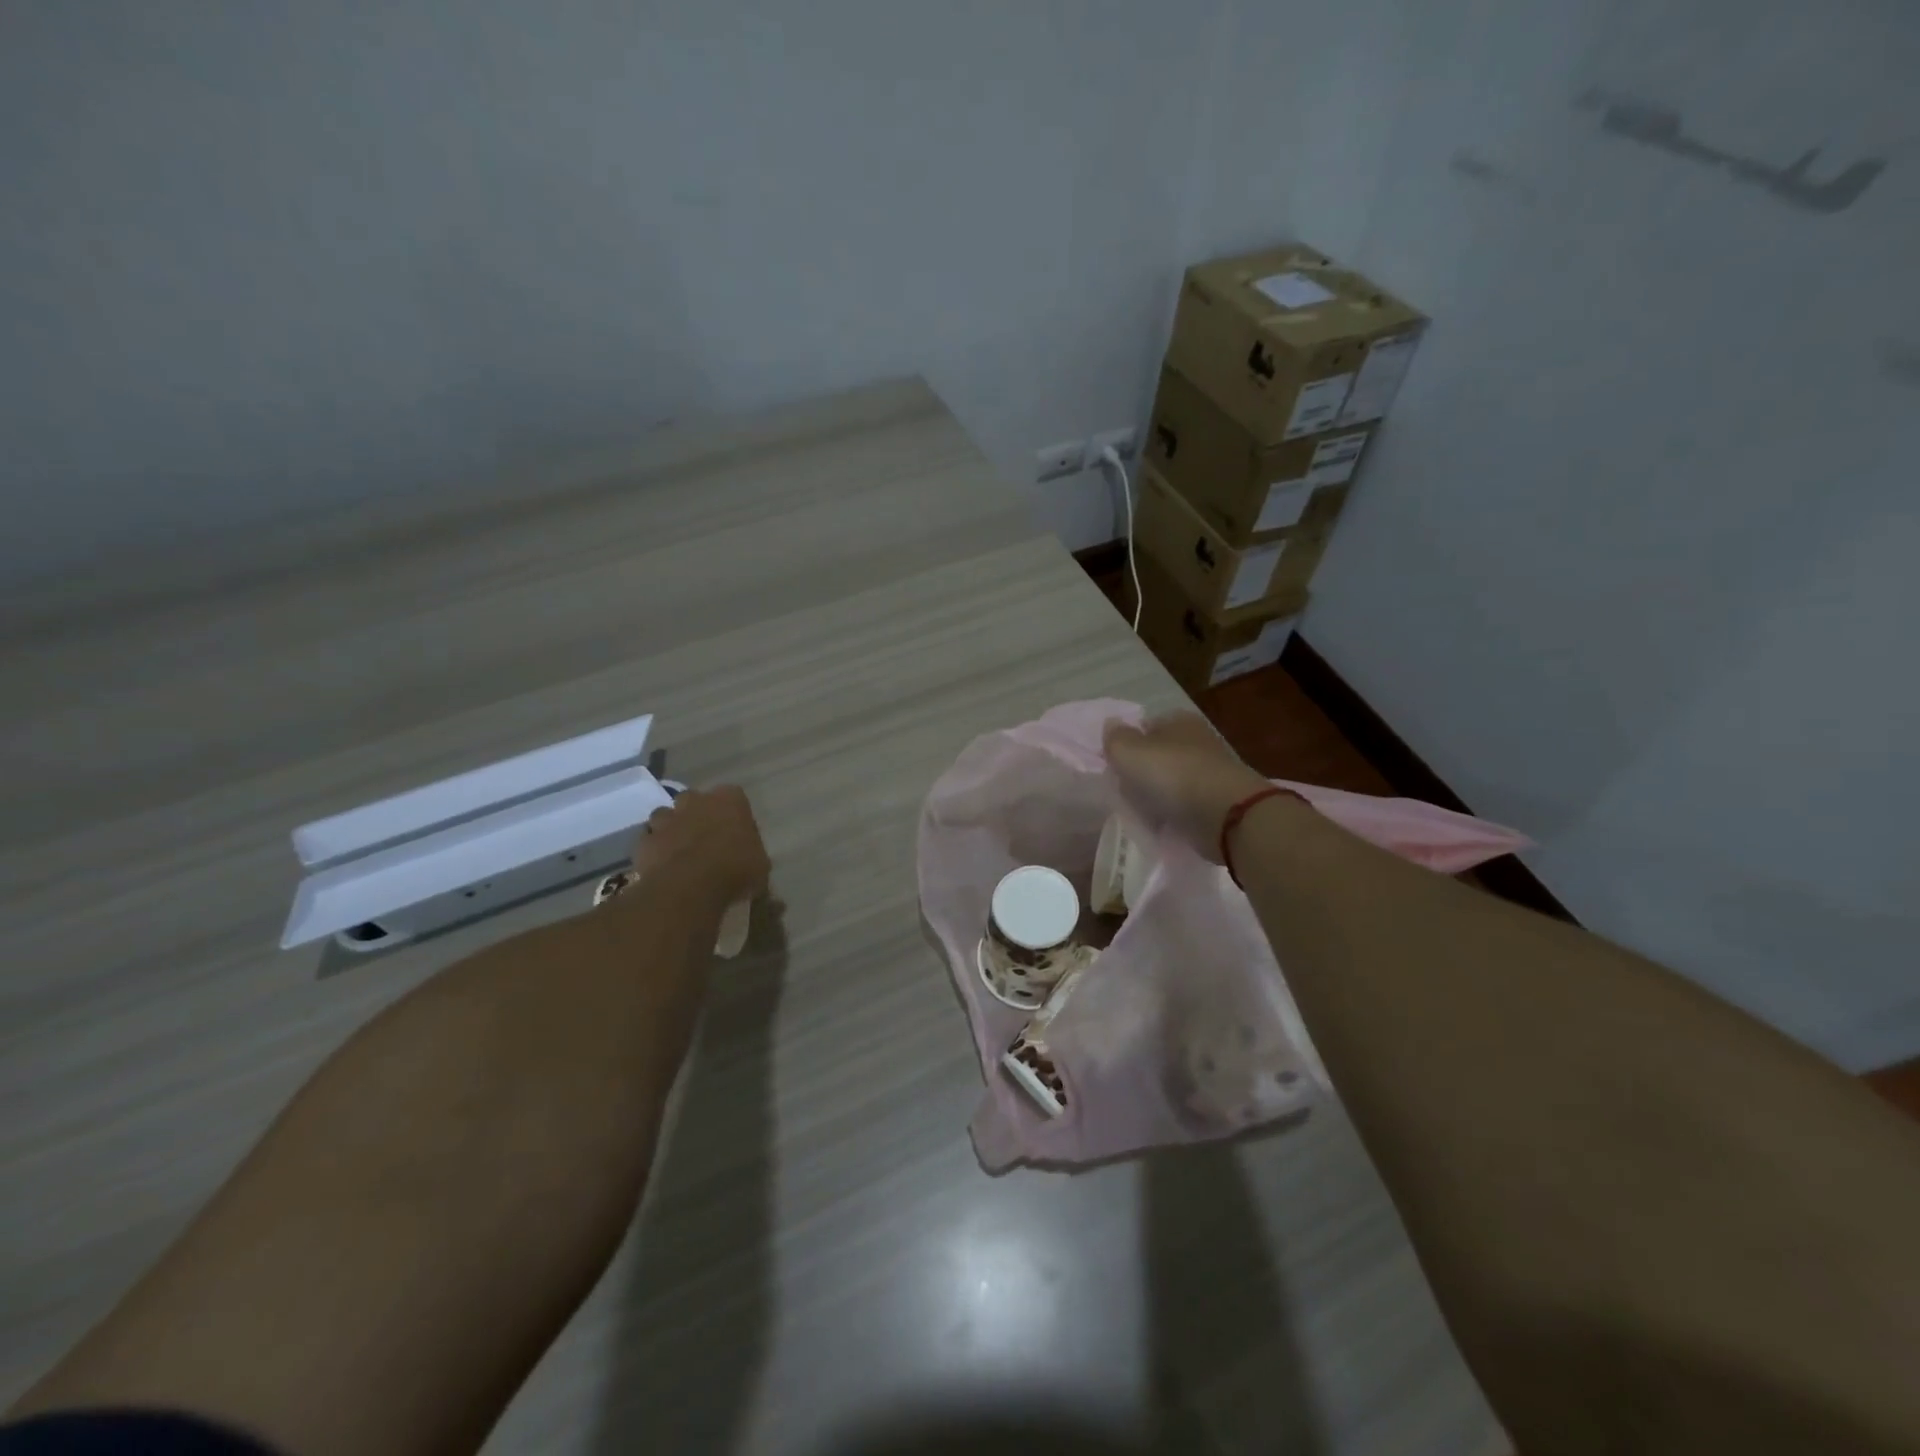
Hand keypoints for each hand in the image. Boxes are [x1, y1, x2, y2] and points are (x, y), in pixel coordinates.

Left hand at [631, 785, 770, 906]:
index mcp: (730, 800)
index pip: (734, 796)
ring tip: (679, 850)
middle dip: (697, 813)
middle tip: (705, 837)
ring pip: (666, 815)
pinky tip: (662, 864)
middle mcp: (696, 801)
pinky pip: (649, 839)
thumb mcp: (760, 864)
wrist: (690, 887)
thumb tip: (749, 858)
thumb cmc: (735, 870)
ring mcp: (667, 819)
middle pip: (694, 799)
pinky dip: (654, 848)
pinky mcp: (646, 840)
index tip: (736, 832)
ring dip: (671, 828)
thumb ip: (752, 852)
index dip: (733, 814)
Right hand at [1103, 713, 1271, 863]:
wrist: (1225, 815)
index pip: (1146, 726)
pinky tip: (1162, 825)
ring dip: (1156, 796)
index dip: (1128, 744)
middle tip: (1126, 792)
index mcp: (1179, 720)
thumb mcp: (1129, 751)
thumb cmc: (1172, 774)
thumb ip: (1114, 738)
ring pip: (1170, 781)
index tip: (1115, 766)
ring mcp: (1210, 772)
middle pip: (1158, 755)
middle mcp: (1197, 740)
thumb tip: (1111, 726)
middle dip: (1142, 773)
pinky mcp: (1217, 801)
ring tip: (1142, 813)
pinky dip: (1173, 814)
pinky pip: (1185, 805)